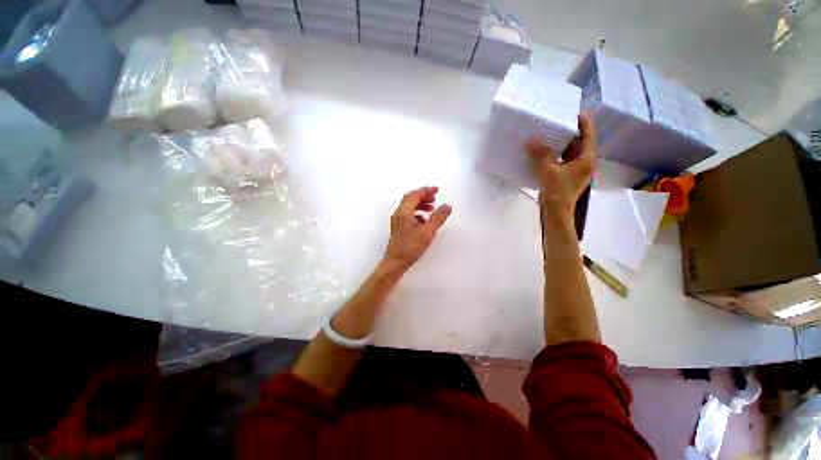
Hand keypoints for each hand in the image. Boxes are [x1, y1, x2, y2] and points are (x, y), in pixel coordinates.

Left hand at [384, 186, 451, 270]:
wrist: (396, 262)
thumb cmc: (410, 248)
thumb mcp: (427, 232)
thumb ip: (438, 218)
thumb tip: (447, 206)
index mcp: (403, 212)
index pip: (414, 195)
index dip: (425, 190)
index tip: (436, 190)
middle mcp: (399, 214)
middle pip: (410, 199)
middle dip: (423, 196)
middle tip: (434, 197)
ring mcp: (398, 221)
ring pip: (409, 206)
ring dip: (420, 204)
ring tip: (432, 207)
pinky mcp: (399, 227)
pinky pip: (408, 214)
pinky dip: (418, 213)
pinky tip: (425, 220)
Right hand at [526, 113, 595, 222]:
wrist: (556, 211)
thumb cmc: (557, 191)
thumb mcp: (548, 171)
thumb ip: (540, 155)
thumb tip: (531, 140)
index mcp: (586, 159)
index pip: (588, 136)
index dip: (584, 123)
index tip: (576, 112)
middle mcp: (583, 163)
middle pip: (579, 143)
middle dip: (569, 133)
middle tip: (557, 122)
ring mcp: (574, 170)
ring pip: (569, 152)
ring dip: (560, 144)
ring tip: (549, 134)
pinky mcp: (565, 176)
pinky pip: (562, 160)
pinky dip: (554, 155)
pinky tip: (544, 151)